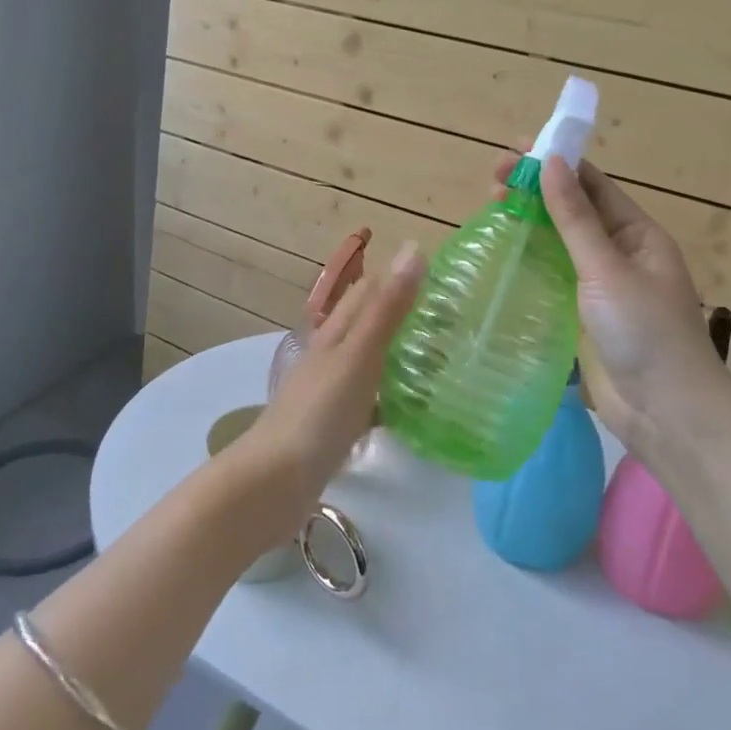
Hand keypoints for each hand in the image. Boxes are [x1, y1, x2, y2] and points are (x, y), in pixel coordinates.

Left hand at [246, 241, 423, 525]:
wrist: (276, 481)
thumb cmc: (320, 412)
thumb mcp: (359, 354)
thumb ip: (387, 308)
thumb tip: (413, 248)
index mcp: (335, 331)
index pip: (369, 289)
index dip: (401, 277)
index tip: (444, 281)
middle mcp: (332, 353)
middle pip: (370, 323)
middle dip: (405, 316)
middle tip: (453, 324)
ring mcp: (331, 389)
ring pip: (371, 360)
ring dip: (400, 355)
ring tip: (443, 361)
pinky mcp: (334, 423)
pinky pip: (370, 398)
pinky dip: (392, 396)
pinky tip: (415, 410)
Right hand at [492, 149, 730, 459]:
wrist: (666, 414)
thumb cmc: (645, 332)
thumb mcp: (607, 268)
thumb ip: (575, 217)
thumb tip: (550, 161)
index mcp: (637, 234)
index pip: (591, 185)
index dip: (554, 163)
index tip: (513, 152)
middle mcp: (618, 254)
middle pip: (571, 212)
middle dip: (534, 193)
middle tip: (492, 184)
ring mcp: (599, 288)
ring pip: (557, 245)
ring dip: (528, 225)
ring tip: (490, 210)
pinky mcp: (580, 317)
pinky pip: (551, 279)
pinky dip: (527, 263)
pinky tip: (500, 257)